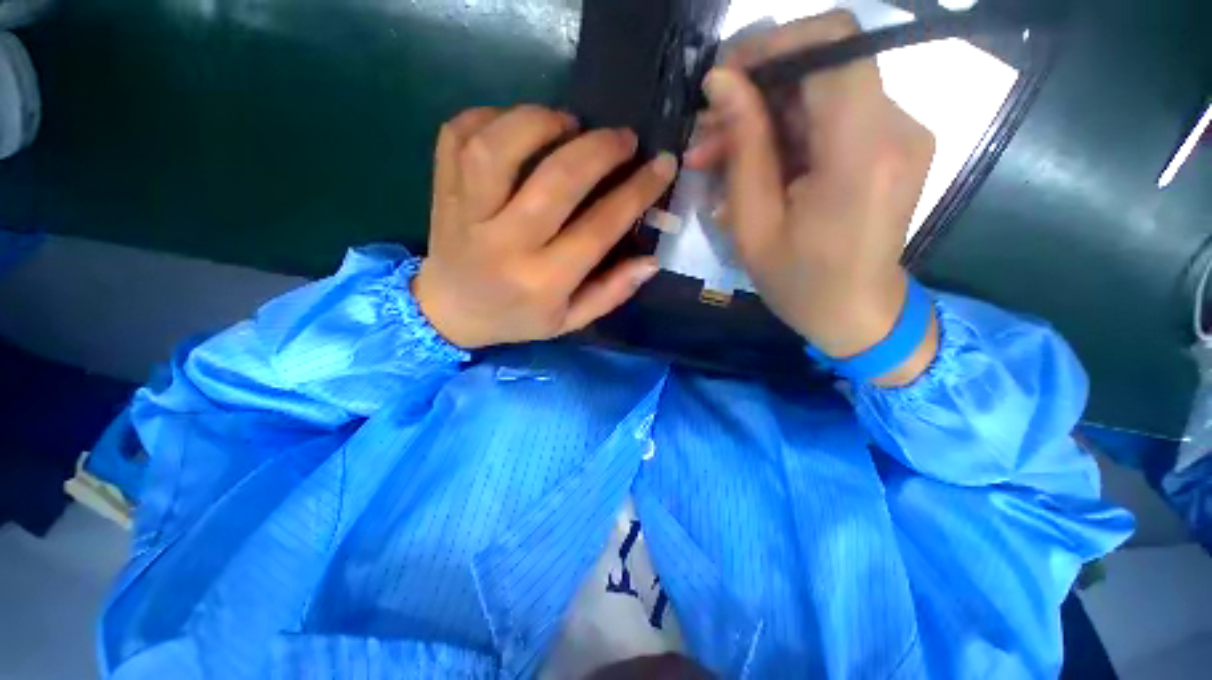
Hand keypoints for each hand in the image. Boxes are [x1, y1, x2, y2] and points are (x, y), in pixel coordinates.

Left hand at [414, 106, 677, 348]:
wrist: (449, 312)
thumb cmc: (516, 318)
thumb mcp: (569, 320)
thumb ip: (611, 293)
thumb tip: (651, 261)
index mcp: (542, 281)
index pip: (598, 228)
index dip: (637, 192)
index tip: (662, 165)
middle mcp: (505, 244)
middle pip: (556, 181)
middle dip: (600, 149)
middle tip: (623, 138)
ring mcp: (467, 212)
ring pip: (499, 147)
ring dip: (542, 122)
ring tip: (568, 123)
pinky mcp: (442, 190)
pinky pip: (458, 135)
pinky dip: (490, 116)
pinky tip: (517, 127)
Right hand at [687, 11, 937, 384]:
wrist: (857, 314)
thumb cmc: (798, 283)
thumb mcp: (754, 226)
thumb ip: (743, 148)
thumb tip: (721, 82)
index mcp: (861, 152)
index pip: (832, 42)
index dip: (773, 43)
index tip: (724, 80)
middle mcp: (895, 127)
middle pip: (822, 65)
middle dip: (755, 89)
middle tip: (706, 133)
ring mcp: (900, 133)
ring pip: (822, 90)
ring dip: (764, 114)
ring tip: (716, 155)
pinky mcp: (892, 143)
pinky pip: (832, 116)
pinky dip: (787, 130)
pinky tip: (752, 163)